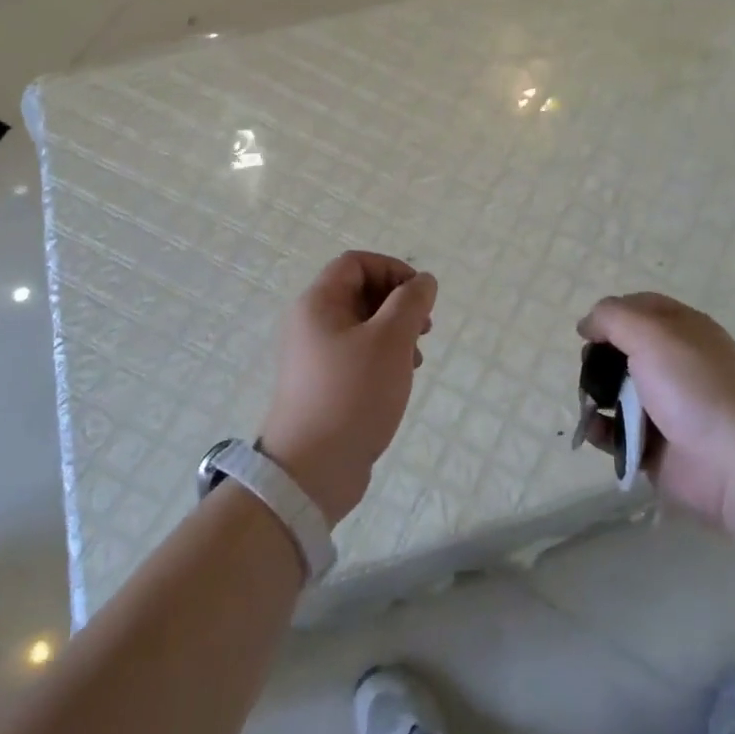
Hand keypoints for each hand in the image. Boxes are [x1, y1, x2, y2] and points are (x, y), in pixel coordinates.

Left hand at [260, 251, 437, 525]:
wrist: (311, 470)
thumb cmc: (352, 394)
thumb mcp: (390, 341)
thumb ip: (411, 303)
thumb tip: (424, 280)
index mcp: (317, 303)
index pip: (356, 263)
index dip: (393, 269)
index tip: (421, 296)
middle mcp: (310, 323)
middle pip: (359, 292)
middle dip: (397, 303)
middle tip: (424, 327)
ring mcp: (313, 356)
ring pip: (361, 325)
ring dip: (394, 332)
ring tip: (416, 357)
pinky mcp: (322, 385)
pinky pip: (355, 354)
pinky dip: (381, 357)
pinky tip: (399, 379)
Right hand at [577, 293, 734, 532]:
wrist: (731, 464)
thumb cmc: (692, 388)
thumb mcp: (651, 334)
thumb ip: (612, 317)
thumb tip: (587, 324)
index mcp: (685, 330)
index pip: (641, 308)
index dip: (611, 314)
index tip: (587, 332)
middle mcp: (677, 364)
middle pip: (624, 349)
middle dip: (599, 357)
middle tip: (589, 370)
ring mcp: (667, 405)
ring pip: (618, 390)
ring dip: (596, 394)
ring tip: (590, 404)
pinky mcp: (656, 442)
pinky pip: (618, 430)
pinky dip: (602, 429)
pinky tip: (595, 429)